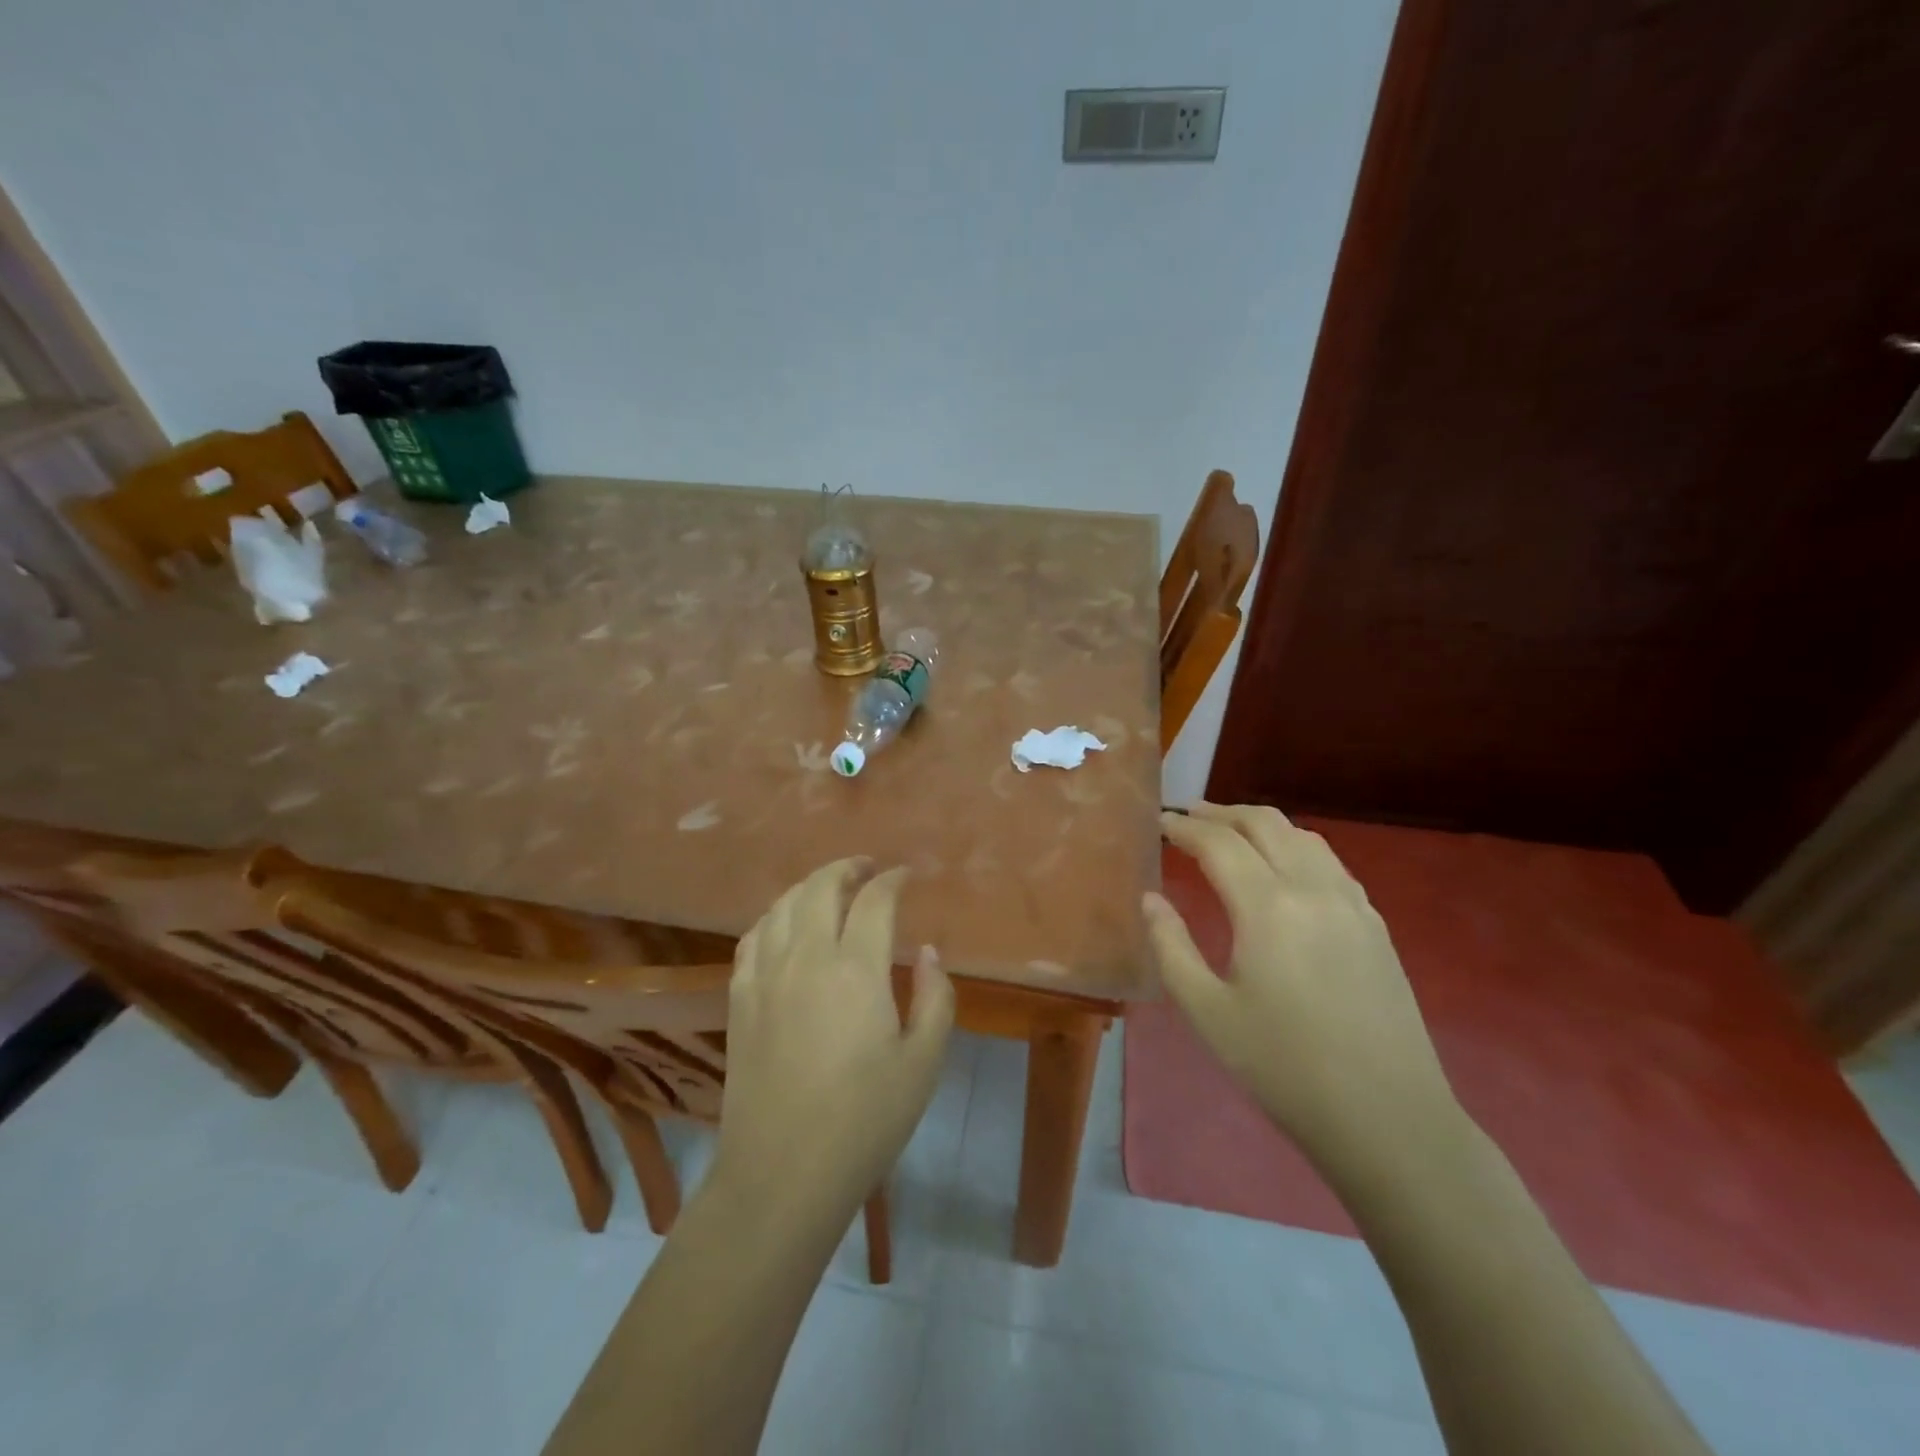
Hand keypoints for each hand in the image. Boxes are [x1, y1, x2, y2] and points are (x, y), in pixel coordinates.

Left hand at [714, 858, 953, 1210]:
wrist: (782, 1174)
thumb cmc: (865, 1121)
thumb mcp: (923, 1063)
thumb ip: (935, 998)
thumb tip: (928, 952)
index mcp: (856, 969)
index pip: (874, 901)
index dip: (893, 880)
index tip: (907, 876)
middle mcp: (805, 958)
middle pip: (820, 888)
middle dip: (847, 869)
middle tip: (868, 869)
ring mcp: (765, 976)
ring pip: (782, 906)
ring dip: (808, 886)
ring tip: (828, 889)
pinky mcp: (739, 1000)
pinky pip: (752, 938)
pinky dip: (773, 917)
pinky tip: (783, 926)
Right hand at [1145, 804, 1458, 1164]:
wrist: (1388, 1119)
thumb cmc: (1284, 1068)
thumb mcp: (1208, 1012)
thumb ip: (1171, 946)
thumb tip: (1151, 899)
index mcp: (1268, 907)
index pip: (1218, 843)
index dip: (1184, 827)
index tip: (1159, 822)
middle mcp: (1312, 889)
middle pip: (1264, 823)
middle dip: (1220, 813)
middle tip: (1187, 817)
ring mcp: (1352, 903)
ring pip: (1302, 835)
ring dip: (1259, 824)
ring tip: (1229, 833)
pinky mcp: (1375, 924)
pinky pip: (1329, 861)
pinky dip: (1294, 845)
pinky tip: (1282, 867)